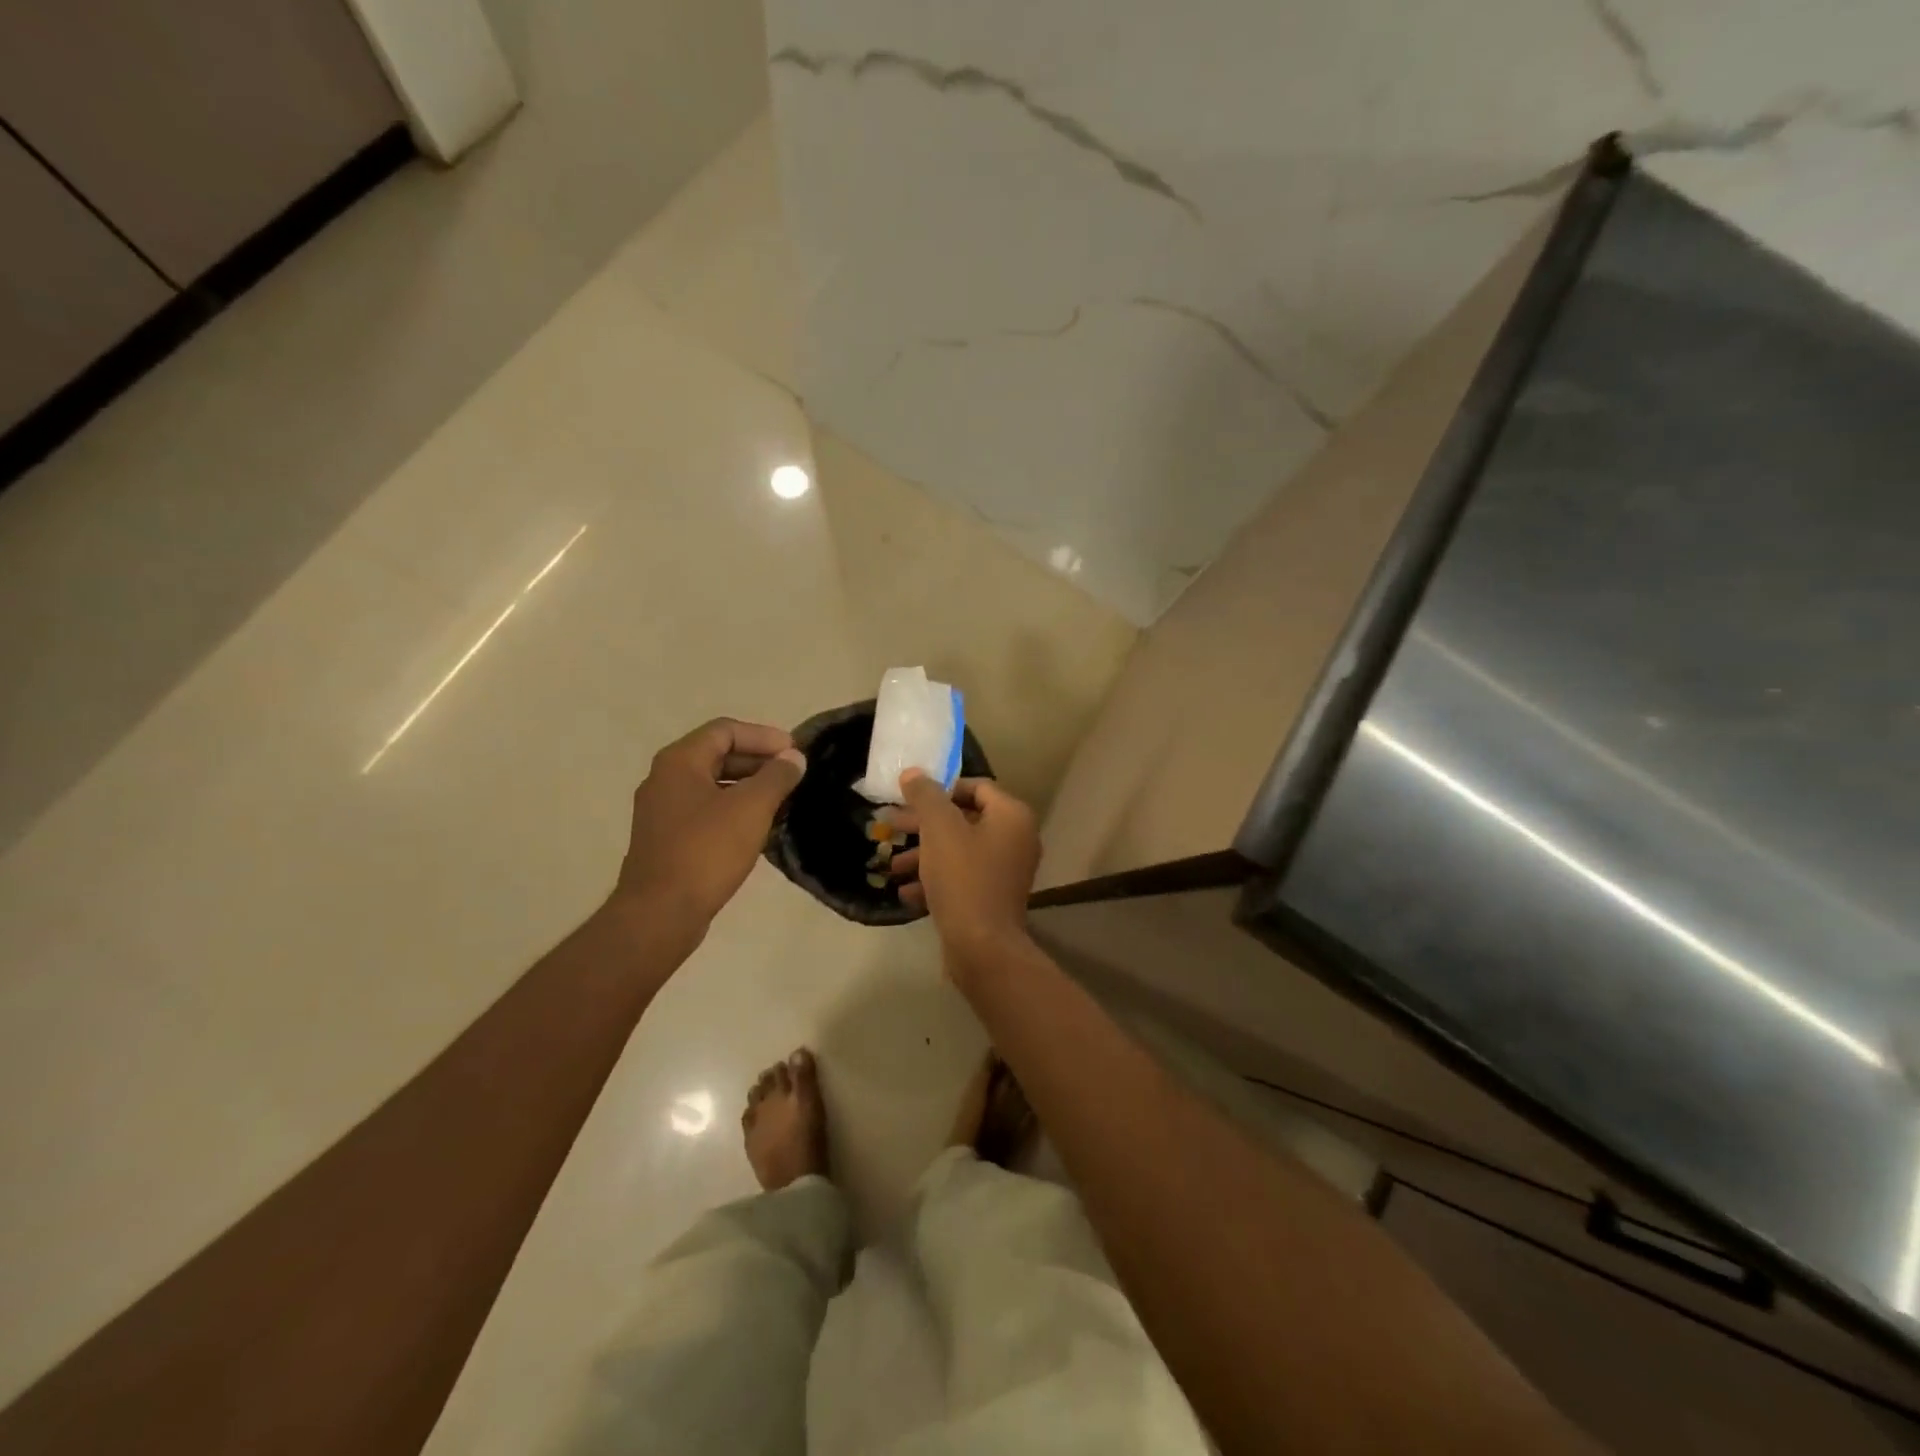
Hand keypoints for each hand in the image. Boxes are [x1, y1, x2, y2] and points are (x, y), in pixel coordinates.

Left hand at [612, 718, 806, 932]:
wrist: (660, 913)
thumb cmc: (706, 851)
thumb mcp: (751, 808)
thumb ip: (776, 777)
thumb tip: (793, 758)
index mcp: (680, 762)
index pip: (726, 730)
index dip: (764, 736)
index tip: (795, 753)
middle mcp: (666, 779)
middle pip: (718, 754)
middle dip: (759, 761)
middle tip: (793, 774)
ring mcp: (663, 811)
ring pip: (713, 784)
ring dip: (749, 786)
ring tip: (783, 799)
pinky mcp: (668, 839)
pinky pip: (707, 810)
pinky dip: (735, 809)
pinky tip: (760, 827)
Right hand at [892, 771, 1040, 980]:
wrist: (982, 947)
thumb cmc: (963, 878)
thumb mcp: (939, 829)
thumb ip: (926, 795)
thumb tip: (914, 773)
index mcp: (1011, 816)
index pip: (976, 787)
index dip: (941, 788)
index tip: (910, 797)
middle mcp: (1016, 839)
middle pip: (964, 819)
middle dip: (924, 824)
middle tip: (891, 826)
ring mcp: (1006, 871)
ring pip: (959, 851)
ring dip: (924, 855)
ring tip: (892, 866)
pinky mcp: (993, 898)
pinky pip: (962, 878)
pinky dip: (936, 880)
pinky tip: (906, 893)